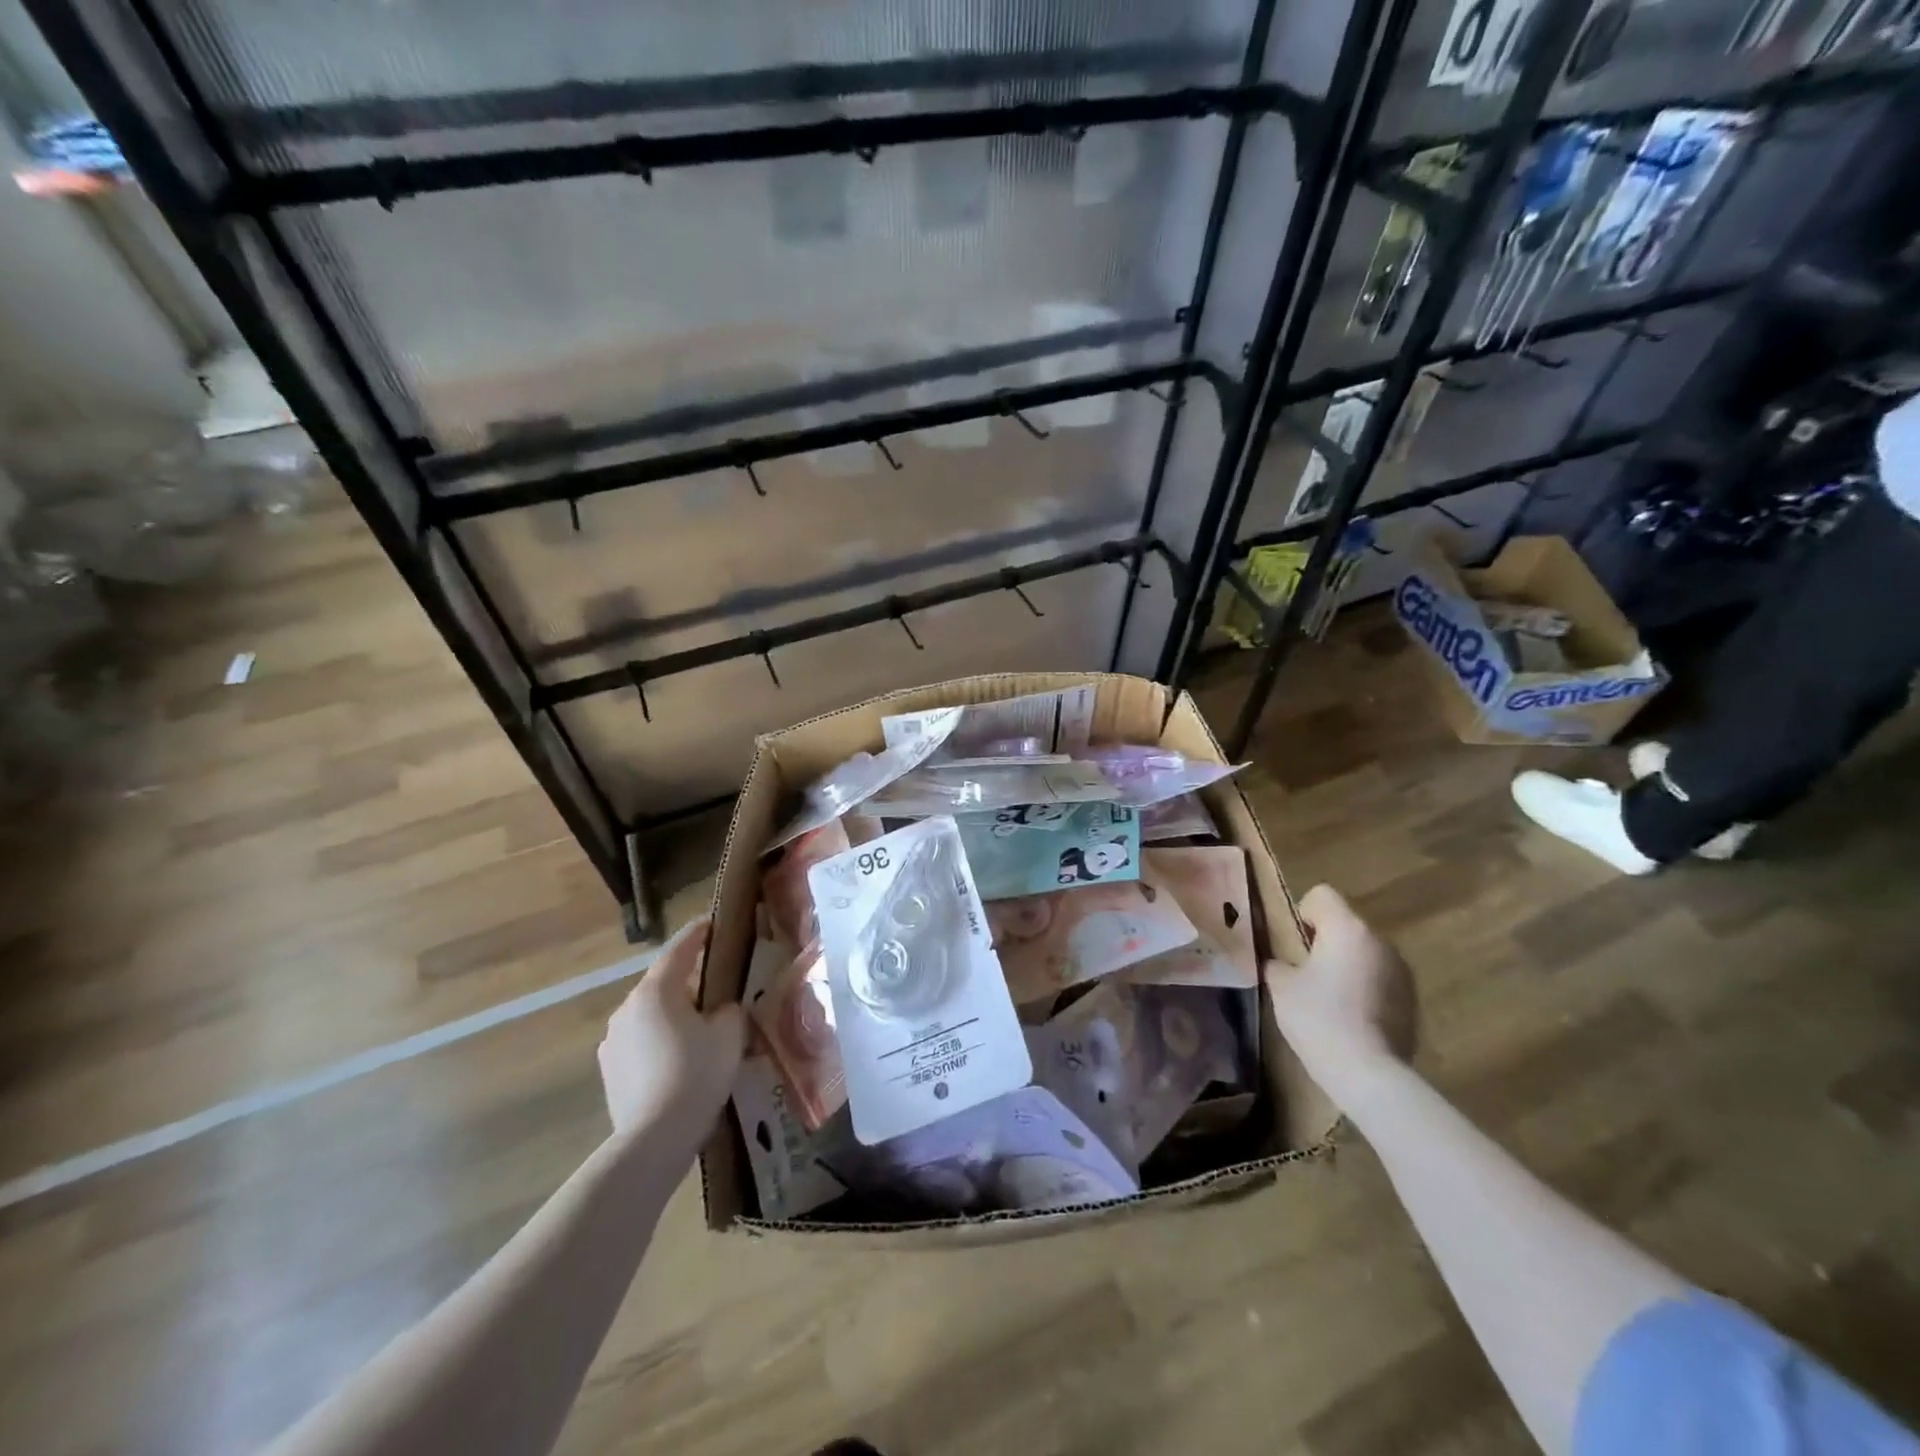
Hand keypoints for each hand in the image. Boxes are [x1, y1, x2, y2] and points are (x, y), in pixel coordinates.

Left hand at [597, 916, 744, 1142]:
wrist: (653, 1139)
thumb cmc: (696, 1074)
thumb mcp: (729, 1034)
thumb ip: (729, 1010)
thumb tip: (721, 1009)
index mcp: (657, 991)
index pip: (679, 949)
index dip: (698, 934)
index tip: (713, 923)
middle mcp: (627, 1008)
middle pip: (663, 983)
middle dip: (688, 981)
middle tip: (716, 986)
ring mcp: (613, 1040)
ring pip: (650, 1015)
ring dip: (672, 1014)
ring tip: (699, 1030)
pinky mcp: (610, 1070)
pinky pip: (640, 1042)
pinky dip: (659, 1042)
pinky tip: (679, 1062)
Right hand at [1265, 885, 1416, 1103]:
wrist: (1369, 1074)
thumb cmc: (1319, 1019)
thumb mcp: (1281, 986)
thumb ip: (1278, 963)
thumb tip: (1282, 962)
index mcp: (1347, 929)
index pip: (1322, 894)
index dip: (1302, 912)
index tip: (1294, 944)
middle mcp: (1380, 941)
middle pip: (1345, 924)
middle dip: (1324, 942)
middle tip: (1305, 973)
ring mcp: (1401, 971)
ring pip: (1364, 953)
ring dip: (1347, 965)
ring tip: (1329, 1000)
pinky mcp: (1412, 1000)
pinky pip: (1379, 979)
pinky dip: (1364, 989)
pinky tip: (1351, 1019)